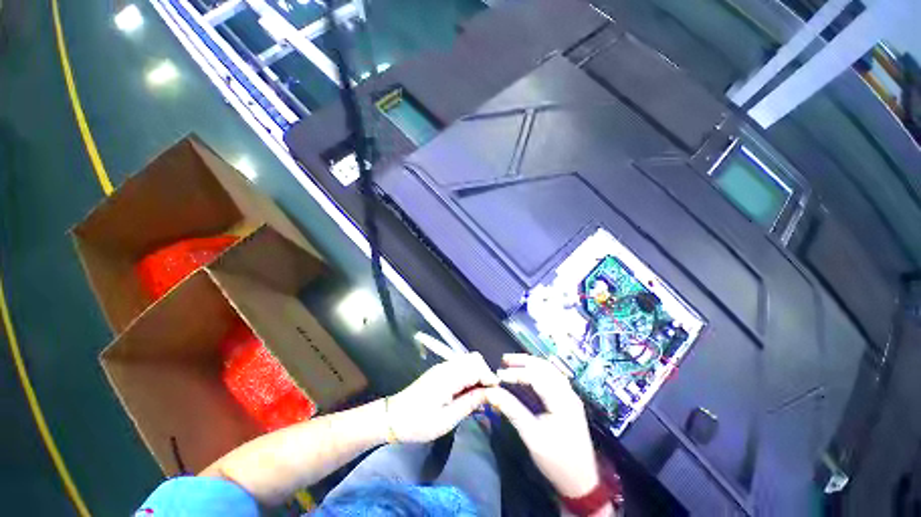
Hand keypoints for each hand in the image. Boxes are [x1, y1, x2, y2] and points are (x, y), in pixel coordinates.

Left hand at [386, 353, 498, 442]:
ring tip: (479, 396)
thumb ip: (469, 403)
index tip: (497, 395)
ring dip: (478, 375)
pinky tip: (468, 393)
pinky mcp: (440, 371)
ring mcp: (443, 367)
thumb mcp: (446, 420)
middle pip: (474, 358)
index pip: (477, 366)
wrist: (393, 418)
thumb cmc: (418, 422)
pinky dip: (469, 376)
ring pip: (468, 361)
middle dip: (485, 374)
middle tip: (488, 396)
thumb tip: (490, 394)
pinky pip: (461, 367)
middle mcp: (447, 366)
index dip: (490, 378)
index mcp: (449, 376)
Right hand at [485, 354, 599, 497]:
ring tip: (513, 363)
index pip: (536, 376)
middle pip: (545, 367)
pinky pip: (553, 377)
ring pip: (550, 370)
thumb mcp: (532, 436)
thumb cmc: (557, 461)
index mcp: (561, 400)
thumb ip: (512, 411)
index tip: (499, 375)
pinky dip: (539, 371)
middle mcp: (568, 393)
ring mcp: (570, 396)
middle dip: (524, 361)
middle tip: (505, 360)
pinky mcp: (569, 402)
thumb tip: (492, 393)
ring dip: (531, 364)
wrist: (582, 483)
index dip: (516, 372)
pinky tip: (530, 373)